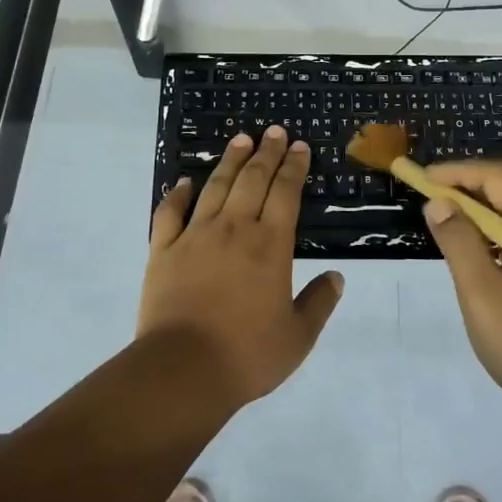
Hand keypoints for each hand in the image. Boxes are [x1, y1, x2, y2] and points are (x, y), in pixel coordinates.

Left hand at [139, 126, 344, 410]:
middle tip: (274, 132)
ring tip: (240, 140)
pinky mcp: (164, 250)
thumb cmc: (247, 354)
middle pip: (253, 180)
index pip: (286, 193)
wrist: (183, 370)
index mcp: (270, 245)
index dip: (294, 167)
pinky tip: (184, 182)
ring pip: (215, 187)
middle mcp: (234, 229)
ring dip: (230, 161)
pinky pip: (170, 213)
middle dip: (267, 153)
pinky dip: (177, 194)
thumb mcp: (298, 337)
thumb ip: (319, 303)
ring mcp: (195, 235)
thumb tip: (338, 277)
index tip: (299, 146)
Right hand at [422, 161, 501, 423]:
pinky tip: (480, 264)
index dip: (458, 172)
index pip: (499, 178)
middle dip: (468, 195)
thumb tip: (438, 204)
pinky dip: (500, 243)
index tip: (424, 179)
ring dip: (482, 221)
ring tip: (448, 234)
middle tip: (429, 205)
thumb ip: (458, 242)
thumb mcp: (482, 293)